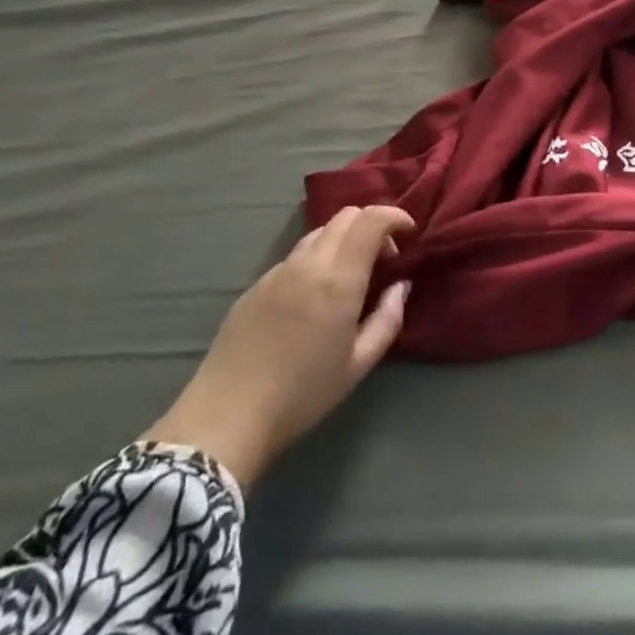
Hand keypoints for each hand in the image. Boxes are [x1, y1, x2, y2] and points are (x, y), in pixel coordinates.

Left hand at [143, 205, 412, 485]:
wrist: (226, 418)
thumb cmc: (302, 395)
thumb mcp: (358, 365)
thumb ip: (387, 319)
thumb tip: (401, 286)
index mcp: (338, 280)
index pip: (371, 220)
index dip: (395, 216)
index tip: (408, 233)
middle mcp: (308, 264)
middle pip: (345, 216)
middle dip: (372, 224)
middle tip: (384, 257)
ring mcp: (277, 271)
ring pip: (319, 233)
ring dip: (343, 240)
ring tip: (350, 275)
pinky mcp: (255, 285)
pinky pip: (295, 256)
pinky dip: (317, 258)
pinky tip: (314, 296)